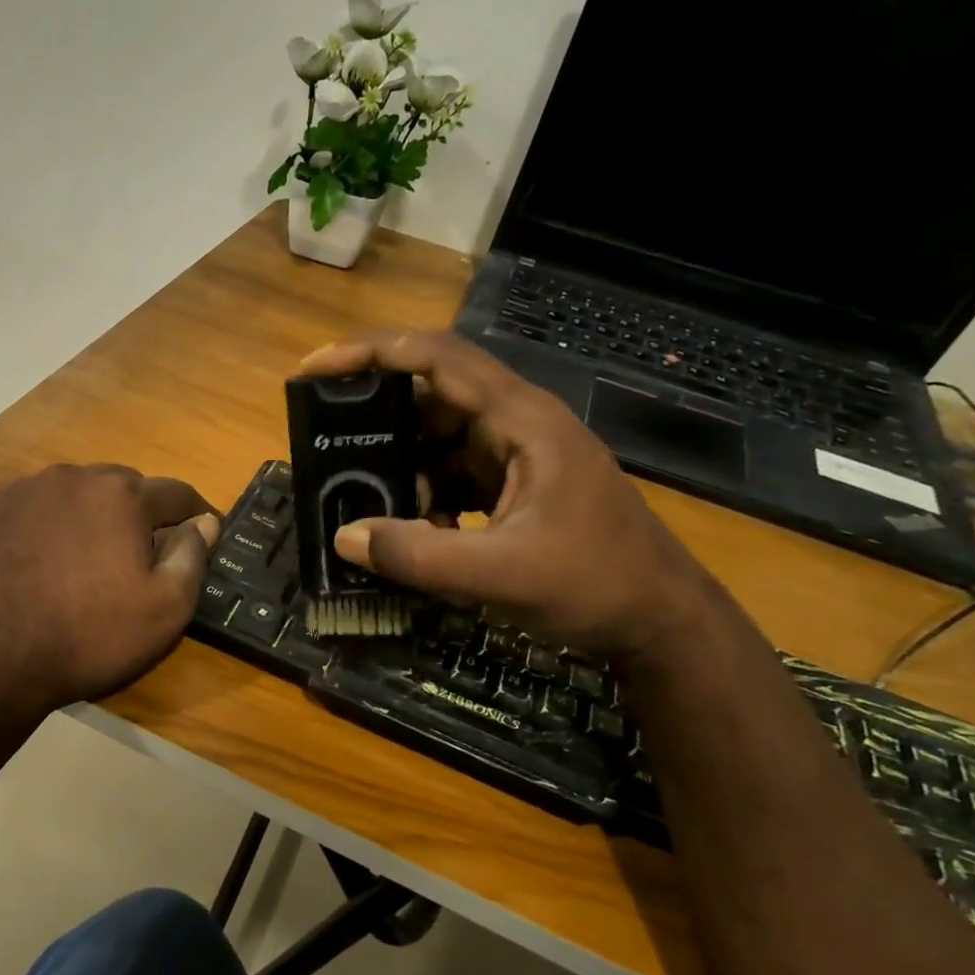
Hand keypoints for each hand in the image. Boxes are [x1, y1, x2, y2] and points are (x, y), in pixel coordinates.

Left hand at [0, 464, 220, 713]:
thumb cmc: (89, 636)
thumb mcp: (165, 609)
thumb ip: (192, 556)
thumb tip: (204, 522)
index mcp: (121, 494)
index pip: (176, 493)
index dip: (195, 515)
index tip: (203, 535)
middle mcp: (73, 477)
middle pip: (124, 488)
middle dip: (140, 514)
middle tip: (140, 556)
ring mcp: (25, 490)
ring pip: (77, 495)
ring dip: (92, 517)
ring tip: (88, 560)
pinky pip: (37, 509)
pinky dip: (51, 526)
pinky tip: (45, 562)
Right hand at [298, 330, 720, 661]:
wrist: (661, 621)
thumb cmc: (595, 585)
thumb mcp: (499, 574)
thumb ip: (417, 556)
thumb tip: (344, 537)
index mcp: (521, 421)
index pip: (437, 358)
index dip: (372, 352)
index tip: (313, 368)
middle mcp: (517, 424)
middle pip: (431, 396)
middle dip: (377, 419)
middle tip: (328, 445)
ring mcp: (518, 456)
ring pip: (438, 439)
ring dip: (402, 467)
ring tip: (371, 504)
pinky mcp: (515, 487)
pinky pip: (453, 474)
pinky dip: (425, 495)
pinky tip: (416, 532)